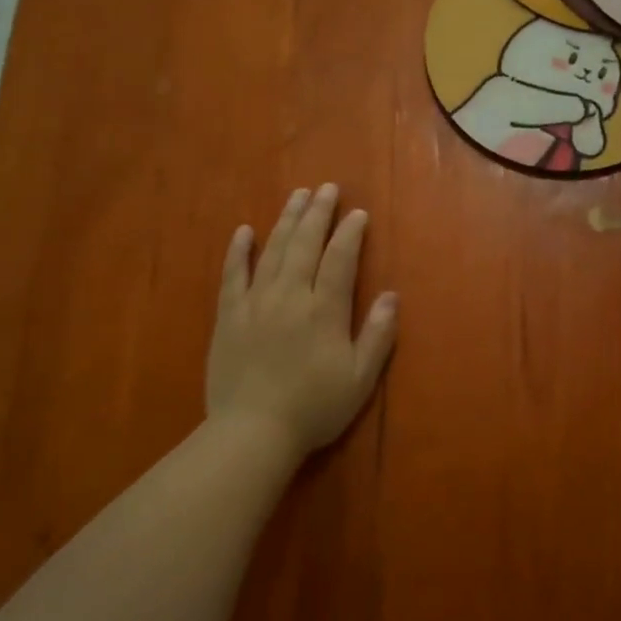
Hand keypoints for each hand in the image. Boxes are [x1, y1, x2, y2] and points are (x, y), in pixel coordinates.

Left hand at [206, 185, 398, 456]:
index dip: (350, 233)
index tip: (358, 212)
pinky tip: (244, 231)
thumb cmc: (314, 408)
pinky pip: (232, 274)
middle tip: (326, 188)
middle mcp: (290, 295)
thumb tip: (392, 295)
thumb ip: (378, 334)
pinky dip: (238, 250)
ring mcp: (255, 302)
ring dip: (286, 220)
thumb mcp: (360, 378)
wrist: (252, 432)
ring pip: (272, 250)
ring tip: (296, 196)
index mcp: (324, 310)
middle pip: (305, 244)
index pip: (340, 259)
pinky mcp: (229, 316)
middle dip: (318, 213)